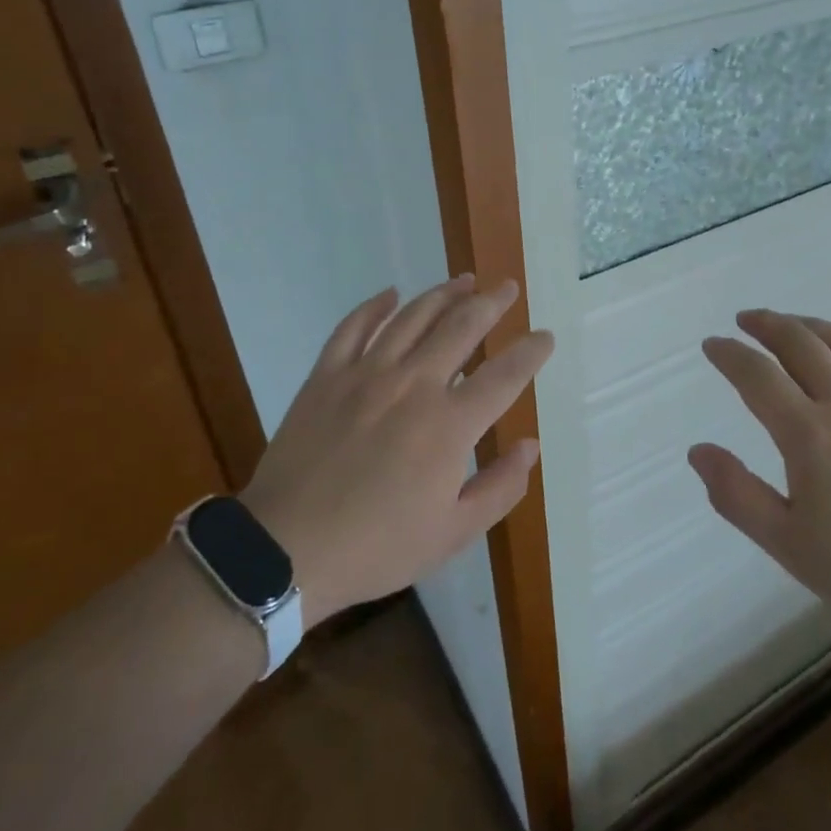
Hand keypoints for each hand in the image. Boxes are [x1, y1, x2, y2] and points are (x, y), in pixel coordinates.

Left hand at [240, 277, 552, 626]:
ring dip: (444, 294)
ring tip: (465, 280)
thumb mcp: (452, 534)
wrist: (285, 550)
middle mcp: (414, 385)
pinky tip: (391, 294)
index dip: (531, 352)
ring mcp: (366, 374)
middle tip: (507, 288)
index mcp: (449, 425)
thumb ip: (500, 488)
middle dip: (491, 303)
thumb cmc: (376, 546)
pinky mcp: (327, 376)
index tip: (545, 337)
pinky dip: (375, 306)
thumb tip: (530, 446)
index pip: (504, 375)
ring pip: (413, 317)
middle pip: (461, 327)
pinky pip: (353, 327)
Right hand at [689, 309, 830, 648]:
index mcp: (808, 433)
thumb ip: (737, 496)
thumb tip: (698, 450)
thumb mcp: (789, 546)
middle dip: (767, 324)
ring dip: (810, 326)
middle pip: (800, 343)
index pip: (757, 375)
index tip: (713, 345)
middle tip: (747, 320)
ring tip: (792, 324)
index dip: (730, 355)